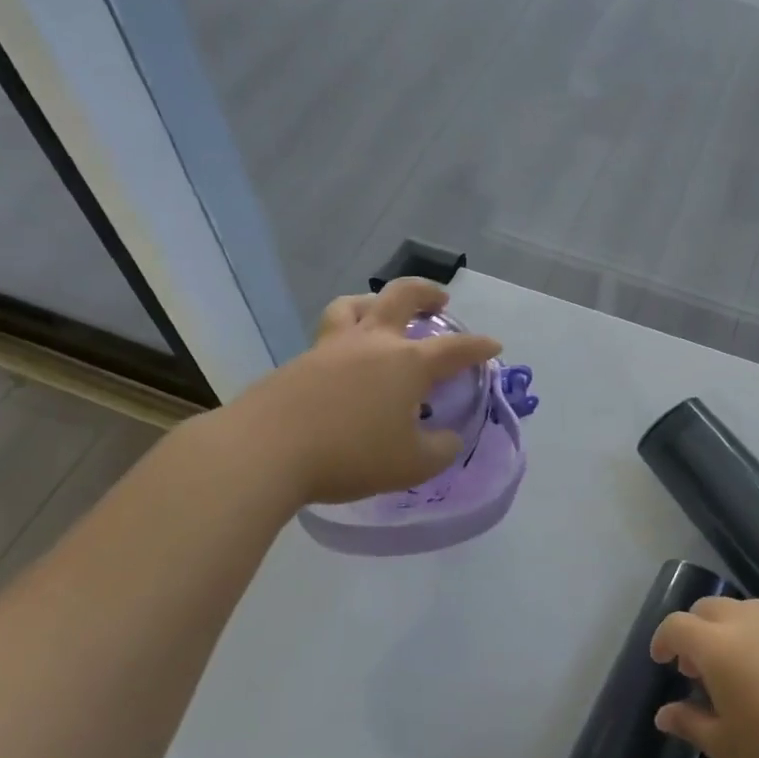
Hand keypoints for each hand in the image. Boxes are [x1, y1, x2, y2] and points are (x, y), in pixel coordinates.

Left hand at [218, 278, 501, 504]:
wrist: (265, 450)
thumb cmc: (350, 455)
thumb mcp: (412, 465)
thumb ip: (439, 450)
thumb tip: (447, 438)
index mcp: (408, 363)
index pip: (455, 348)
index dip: (479, 347)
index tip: (493, 346)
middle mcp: (373, 343)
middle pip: (402, 296)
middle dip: (427, 292)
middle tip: (440, 300)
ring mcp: (332, 347)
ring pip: (354, 305)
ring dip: (375, 302)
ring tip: (382, 313)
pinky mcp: (299, 362)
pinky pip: (328, 336)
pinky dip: (345, 338)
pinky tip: (343, 365)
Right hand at [650, 597, 758, 757]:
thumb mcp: (729, 750)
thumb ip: (691, 724)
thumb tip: (665, 712)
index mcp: (718, 646)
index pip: (677, 626)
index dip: (663, 640)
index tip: (663, 661)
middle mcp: (748, 619)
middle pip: (709, 609)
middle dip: (696, 632)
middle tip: (700, 669)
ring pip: (746, 611)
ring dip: (732, 632)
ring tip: (743, 671)